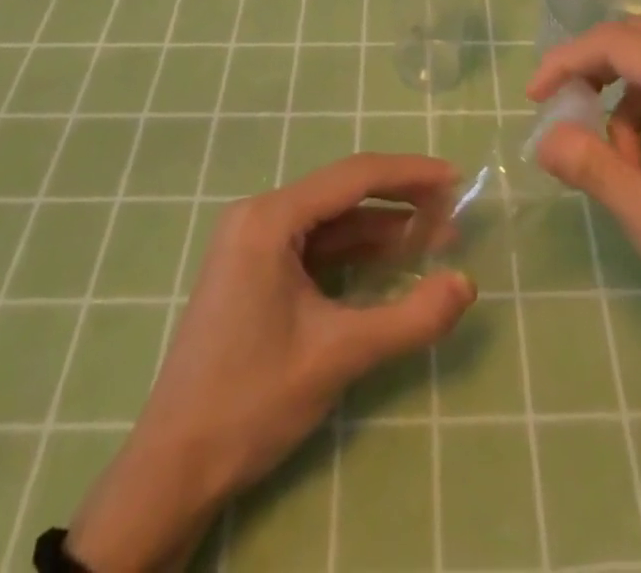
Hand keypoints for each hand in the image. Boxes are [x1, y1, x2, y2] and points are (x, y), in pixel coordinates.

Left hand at [64, 154, 476, 571]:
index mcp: (270, 218)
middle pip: (343, 192)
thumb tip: (467, 284)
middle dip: (400, 200)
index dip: (410, 174)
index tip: (456, 178)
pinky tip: (391, 260)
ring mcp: (253, 242)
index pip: (353, 177)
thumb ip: (410, 318)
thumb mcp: (339, 355)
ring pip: (331, 220)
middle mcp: (259, 215)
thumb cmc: (252, 400)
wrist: (173, 467)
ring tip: (434, 238)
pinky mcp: (254, 268)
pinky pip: (315, 245)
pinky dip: (355, 250)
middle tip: (452, 211)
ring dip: (382, 227)